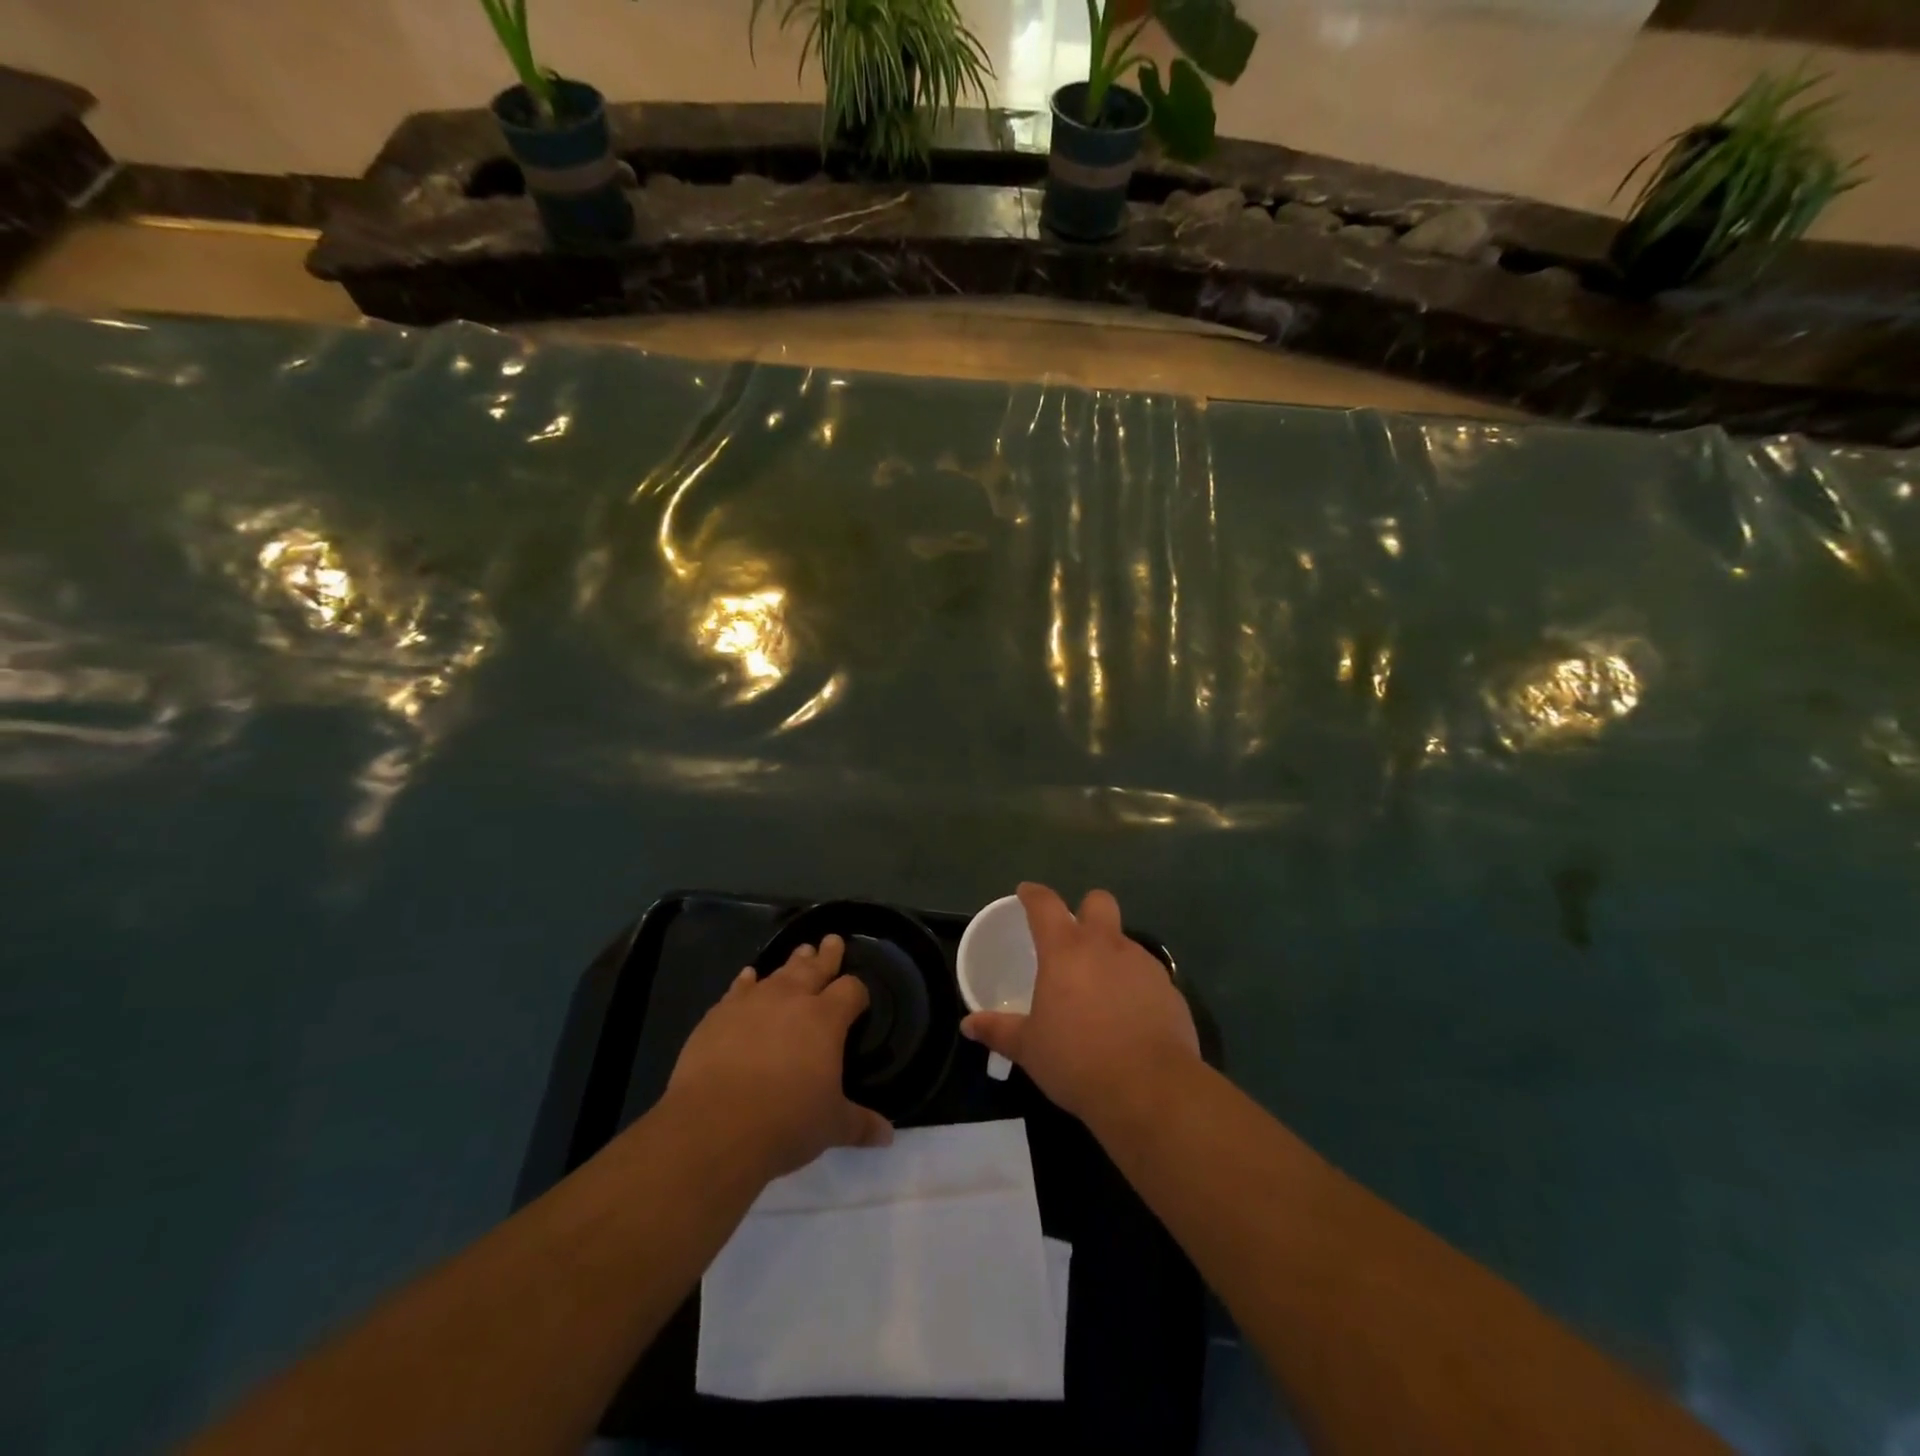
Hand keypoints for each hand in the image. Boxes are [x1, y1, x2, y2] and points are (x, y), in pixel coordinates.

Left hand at [664, 935, 892, 1179]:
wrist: (715, 1126)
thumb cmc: (785, 1122)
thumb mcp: (831, 1127)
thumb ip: (860, 1124)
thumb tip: (887, 1135)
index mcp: (826, 1019)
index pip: (851, 991)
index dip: (858, 992)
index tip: (859, 998)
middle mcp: (792, 1000)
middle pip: (815, 968)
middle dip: (827, 956)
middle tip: (832, 940)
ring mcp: (752, 1002)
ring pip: (779, 973)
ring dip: (792, 963)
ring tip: (801, 952)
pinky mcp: (719, 1014)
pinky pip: (739, 989)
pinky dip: (746, 982)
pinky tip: (748, 976)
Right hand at [961, 883, 1199, 1125]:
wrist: (1151, 1089)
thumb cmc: (1077, 1060)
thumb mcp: (1029, 1048)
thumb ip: (999, 1030)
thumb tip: (968, 1025)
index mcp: (1066, 951)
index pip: (1045, 904)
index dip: (1033, 894)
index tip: (1026, 893)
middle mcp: (1106, 946)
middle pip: (1098, 902)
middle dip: (1086, 910)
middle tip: (1073, 939)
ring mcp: (1143, 965)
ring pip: (1124, 942)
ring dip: (1110, 955)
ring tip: (1099, 992)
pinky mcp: (1170, 990)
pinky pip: (1146, 976)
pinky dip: (1134, 987)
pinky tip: (1129, 1019)